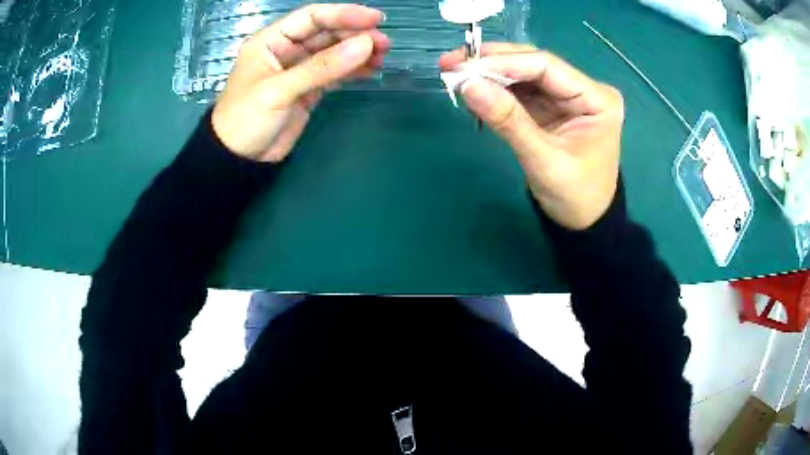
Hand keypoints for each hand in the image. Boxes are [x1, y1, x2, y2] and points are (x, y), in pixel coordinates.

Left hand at [212, 4, 389, 162]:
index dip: (343, 14)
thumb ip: (321, 67)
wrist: (239, 160)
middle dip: (355, 34)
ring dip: (358, 52)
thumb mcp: (279, 90)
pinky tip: (371, 70)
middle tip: (384, 42)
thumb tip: (366, 45)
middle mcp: (286, 50)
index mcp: (271, 40)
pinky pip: (334, 74)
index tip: (375, 19)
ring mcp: (299, 70)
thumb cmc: (245, 119)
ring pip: (333, 53)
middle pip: (326, 32)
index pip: (311, 17)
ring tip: (383, 55)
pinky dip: (352, 71)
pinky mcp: (308, 89)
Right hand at [440, 44, 624, 229]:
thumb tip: (467, 85)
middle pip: (533, 64)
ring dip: (489, 73)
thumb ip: (508, 121)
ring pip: (523, 74)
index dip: (504, 62)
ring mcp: (566, 97)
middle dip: (492, 62)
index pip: (546, 66)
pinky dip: (495, 89)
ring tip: (454, 74)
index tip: (465, 67)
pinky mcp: (551, 107)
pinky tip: (472, 89)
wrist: (584, 222)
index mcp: (597, 99)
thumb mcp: (543, 161)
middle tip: (451, 63)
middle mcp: (583, 89)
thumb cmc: (575, 197)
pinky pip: (520, 91)